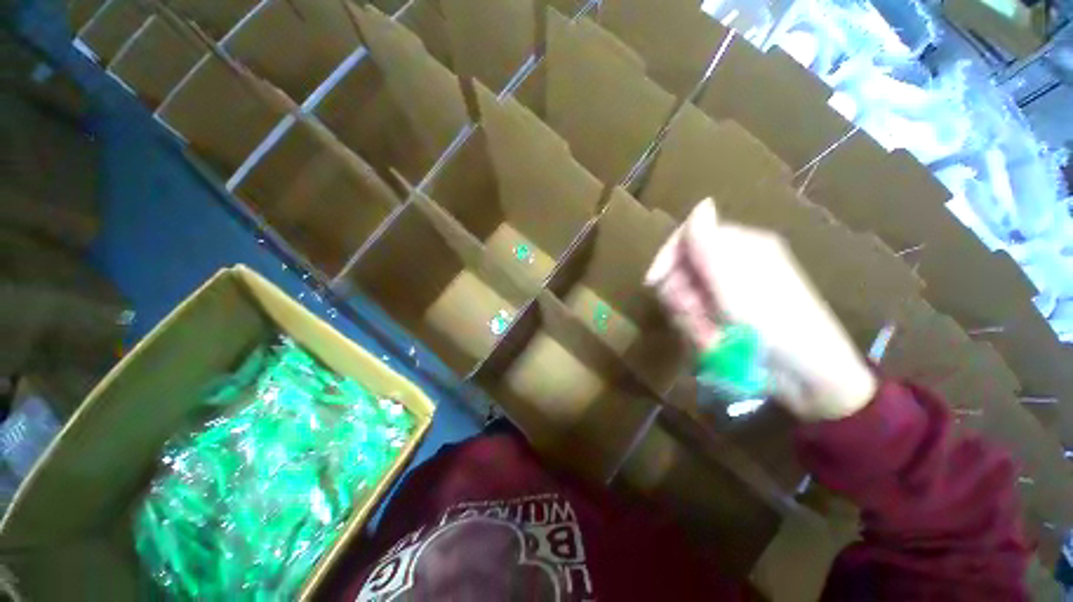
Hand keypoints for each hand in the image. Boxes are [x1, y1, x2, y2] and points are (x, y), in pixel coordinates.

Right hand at [646, 199, 876, 421]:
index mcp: (739, 247)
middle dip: (682, 296)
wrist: (808, 375)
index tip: (653, 283)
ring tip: (711, 334)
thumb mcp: (734, 283)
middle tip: (695, 314)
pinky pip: (696, 317)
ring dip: (690, 318)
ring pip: (686, 298)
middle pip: (682, 271)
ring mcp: (729, 292)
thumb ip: (710, 246)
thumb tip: (701, 204)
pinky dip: (699, 330)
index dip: (666, 258)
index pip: (687, 239)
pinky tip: (714, 341)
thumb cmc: (773, 324)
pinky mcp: (726, 315)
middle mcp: (732, 265)